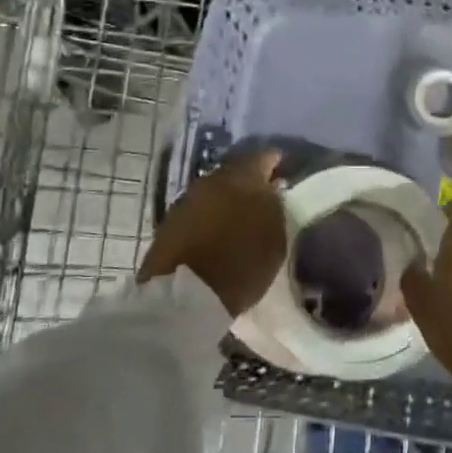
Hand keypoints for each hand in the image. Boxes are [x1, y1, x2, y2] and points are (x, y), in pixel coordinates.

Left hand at [139, 148, 285, 316]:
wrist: (185, 295)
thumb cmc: (241, 265)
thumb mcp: (274, 238)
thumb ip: (274, 207)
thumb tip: (271, 190)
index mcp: (243, 178)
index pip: (263, 157)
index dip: (273, 162)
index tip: (281, 168)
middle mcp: (212, 180)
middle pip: (234, 171)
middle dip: (247, 180)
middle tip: (260, 194)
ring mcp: (187, 199)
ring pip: (213, 190)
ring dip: (225, 198)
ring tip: (238, 215)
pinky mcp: (169, 220)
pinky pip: (198, 209)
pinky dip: (208, 214)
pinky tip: (216, 229)